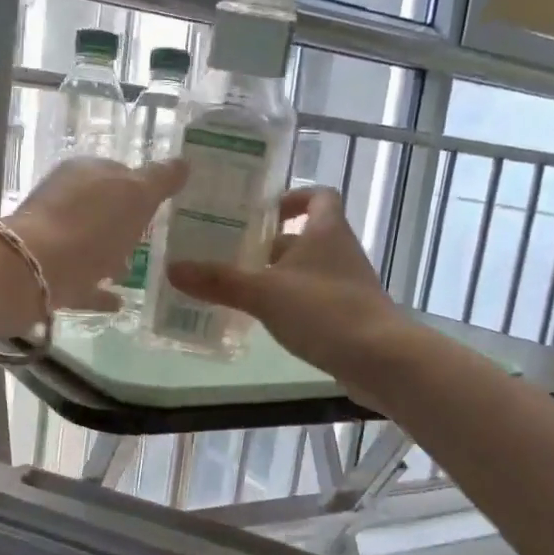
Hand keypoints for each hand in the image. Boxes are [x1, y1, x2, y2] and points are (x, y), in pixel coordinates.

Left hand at [8, 157, 187, 315]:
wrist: (32, 271)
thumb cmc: (90, 226)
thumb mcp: (136, 196)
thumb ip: (159, 179)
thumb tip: (182, 162)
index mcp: (84, 172)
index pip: (118, 172)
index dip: (141, 186)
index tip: (161, 206)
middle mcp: (64, 199)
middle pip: (100, 208)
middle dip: (123, 222)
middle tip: (150, 239)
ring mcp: (52, 237)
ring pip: (88, 243)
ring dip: (109, 254)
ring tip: (134, 271)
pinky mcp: (46, 273)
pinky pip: (80, 280)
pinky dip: (98, 289)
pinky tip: (118, 302)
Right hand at [166, 186, 410, 393]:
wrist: (381, 359)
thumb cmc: (325, 311)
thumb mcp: (264, 293)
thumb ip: (219, 281)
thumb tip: (172, 268)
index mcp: (327, 231)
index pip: (319, 196)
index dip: (293, 197)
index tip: (263, 212)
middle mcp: (340, 252)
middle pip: (307, 236)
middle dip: (271, 243)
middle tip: (232, 252)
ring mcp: (347, 285)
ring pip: (308, 270)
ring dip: (279, 275)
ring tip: (239, 287)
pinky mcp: (349, 316)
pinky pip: (314, 299)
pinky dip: (292, 303)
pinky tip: (266, 319)